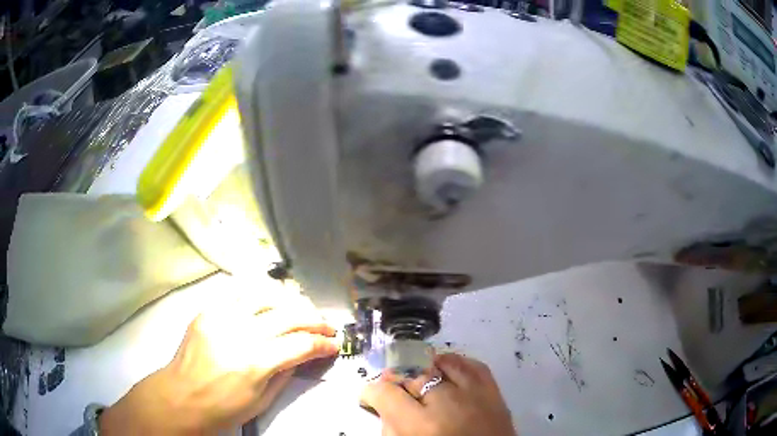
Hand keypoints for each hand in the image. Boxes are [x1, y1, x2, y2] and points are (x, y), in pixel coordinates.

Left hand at [100, 291, 339, 434]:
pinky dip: (260, 295)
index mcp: (254, 362)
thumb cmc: (223, 408)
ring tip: (301, 310)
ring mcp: (220, 316)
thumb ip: (285, 372)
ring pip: (264, 294)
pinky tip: (270, 302)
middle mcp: (238, 332)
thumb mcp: (262, 400)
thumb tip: (304, 353)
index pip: (300, 344)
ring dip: (290, 300)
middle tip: (327, 326)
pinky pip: (238, 292)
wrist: (180, 396)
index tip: (335, 344)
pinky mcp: (207, 310)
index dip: (323, 343)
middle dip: (315, 318)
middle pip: (288, 314)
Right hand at [361, 353, 515, 435]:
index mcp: (422, 426)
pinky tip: (446, 370)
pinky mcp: (496, 392)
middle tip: (394, 392)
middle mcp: (449, 403)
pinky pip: (473, 365)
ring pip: (442, 363)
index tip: (371, 398)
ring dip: (425, 370)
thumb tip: (384, 407)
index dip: (371, 393)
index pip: (385, 393)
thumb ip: (390, 428)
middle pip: (412, 375)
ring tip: (419, 380)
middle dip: (397, 381)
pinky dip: (456, 364)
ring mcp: (476, 394)